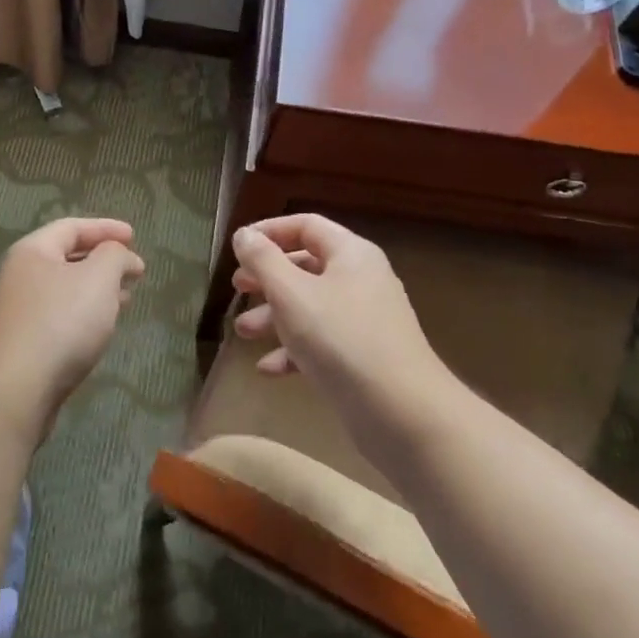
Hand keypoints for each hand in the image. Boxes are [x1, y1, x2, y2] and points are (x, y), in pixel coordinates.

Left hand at [0, 218, 145, 440]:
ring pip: (65, 291)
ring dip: (96, 290)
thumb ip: (114, 256)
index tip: (135, 236)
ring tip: (126, 298)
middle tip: (133, 269)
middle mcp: (20, 276)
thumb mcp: (98, 278)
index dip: (105, 228)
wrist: (15, 388)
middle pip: (66, 258)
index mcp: (33, 251)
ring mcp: (20, 312)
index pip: (71, 227)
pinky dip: (85, 315)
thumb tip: (121, 254)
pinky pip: (61, 318)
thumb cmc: (60, 322)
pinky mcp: (25, 344)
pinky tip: (102, 328)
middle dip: (102, 260)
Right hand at [231, 215, 447, 431]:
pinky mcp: (362, 356)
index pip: (306, 226)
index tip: (237, 248)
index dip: (269, 231)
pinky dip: (293, 350)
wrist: (401, 411)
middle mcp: (361, 280)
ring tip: (243, 333)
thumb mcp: (291, 294)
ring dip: (273, 317)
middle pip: (305, 266)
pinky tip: (268, 369)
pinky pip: (321, 342)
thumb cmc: (340, 339)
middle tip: (238, 289)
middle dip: (267, 278)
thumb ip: (263, 260)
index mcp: (351, 254)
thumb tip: (244, 235)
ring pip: (310, 307)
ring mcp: (364, 320)